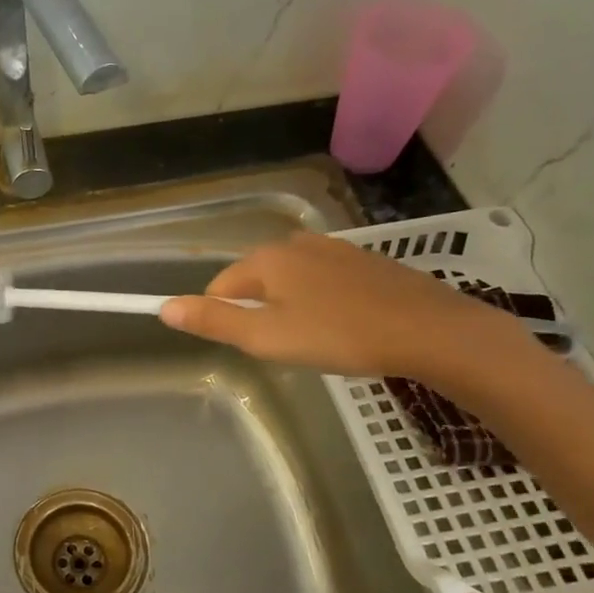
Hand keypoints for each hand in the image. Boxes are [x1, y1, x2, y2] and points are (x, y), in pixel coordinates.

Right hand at [159, 232, 519, 381]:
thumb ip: (214, 321)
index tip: (249, 346)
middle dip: (259, 313)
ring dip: (290, 309)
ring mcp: (334, 249)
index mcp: (266, 259)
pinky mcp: (364, 262)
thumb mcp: (266, 337)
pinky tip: (344, 327)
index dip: (223, 318)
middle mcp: (295, 244)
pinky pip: (323, 282)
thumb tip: (165, 307)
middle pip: (254, 281)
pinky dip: (322, 303)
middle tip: (285, 348)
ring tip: (316, 341)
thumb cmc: (338, 335)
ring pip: (290, 282)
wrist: (428, 330)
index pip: (219, 286)